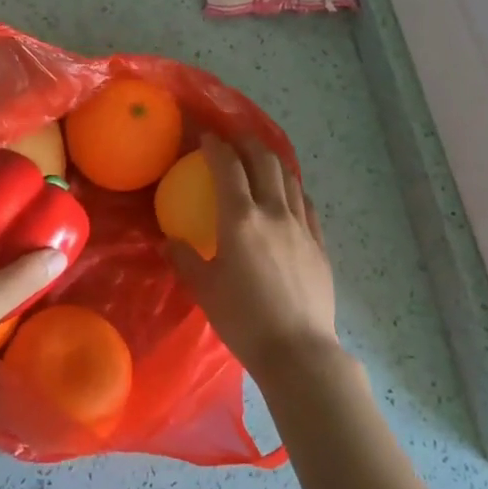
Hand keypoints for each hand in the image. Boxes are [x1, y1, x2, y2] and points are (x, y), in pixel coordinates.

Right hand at [168, 133, 340, 384]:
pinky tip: (288, 193)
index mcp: (240, 219)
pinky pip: (305, 203)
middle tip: (234, 138)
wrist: (298, 351)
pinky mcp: (318, 243)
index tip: (207, 137)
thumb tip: (169, 240)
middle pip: (264, 161)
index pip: (228, 167)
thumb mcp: (204, 289)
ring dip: (272, 160)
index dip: (216, 146)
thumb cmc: (244, 320)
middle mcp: (273, 212)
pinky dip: (292, 188)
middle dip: (247, 142)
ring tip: (260, 157)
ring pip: (288, 177)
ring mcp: (301, 226)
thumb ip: (184, 258)